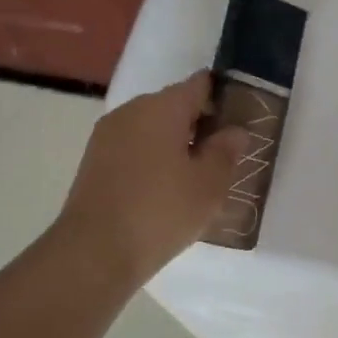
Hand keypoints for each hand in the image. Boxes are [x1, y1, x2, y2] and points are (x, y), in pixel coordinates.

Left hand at [56, 71, 245, 285]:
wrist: (94, 252)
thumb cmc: (161, 212)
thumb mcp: (209, 184)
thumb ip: (226, 151)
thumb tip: (235, 131)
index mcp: (161, 107)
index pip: (200, 85)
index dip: (224, 97)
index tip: (242, 120)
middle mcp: (131, 111)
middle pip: (174, 105)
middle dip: (200, 124)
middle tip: (225, 155)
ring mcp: (108, 136)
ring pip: (153, 129)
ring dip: (176, 144)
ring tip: (198, 176)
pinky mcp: (95, 162)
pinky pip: (134, 148)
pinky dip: (154, 159)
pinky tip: (167, 189)